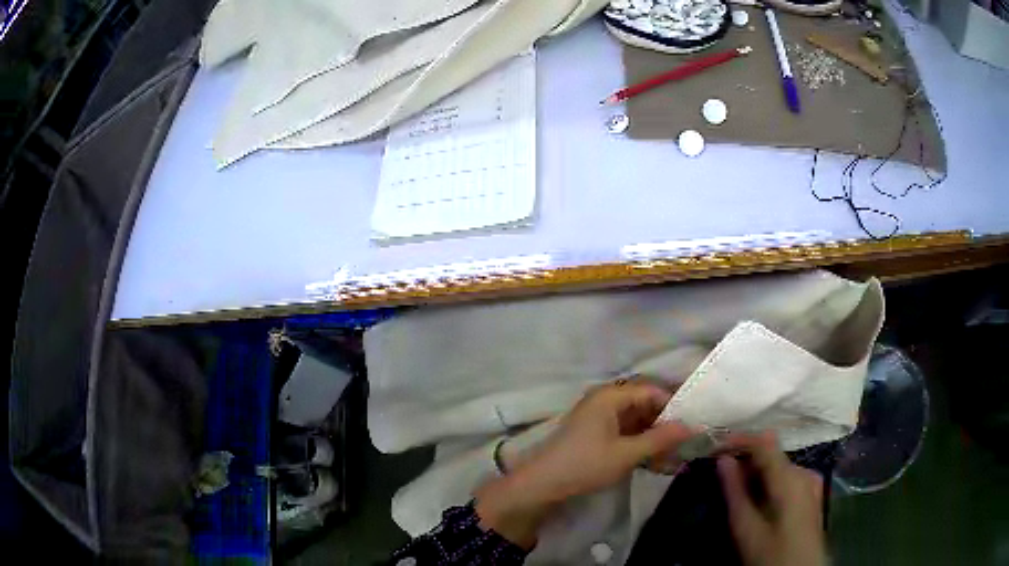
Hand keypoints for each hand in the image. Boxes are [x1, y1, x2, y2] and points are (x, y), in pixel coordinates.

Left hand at [476, 381, 695, 548]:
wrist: (542, 485)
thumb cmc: (585, 464)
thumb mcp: (626, 454)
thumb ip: (660, 439)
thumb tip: (692, 426)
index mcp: (610, 396)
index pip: (651, 390)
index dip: (673, 405)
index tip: (693, 423)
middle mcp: (605, 401)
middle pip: (644, 405)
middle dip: (665, 423)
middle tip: (686, 441)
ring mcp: (599, 418)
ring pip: (636, 421)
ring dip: (654, 436)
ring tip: (674, 454)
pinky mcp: (595, 434)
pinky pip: (625, 432)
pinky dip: (640, 444)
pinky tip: (654, 460)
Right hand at [716, 433, 827, 565]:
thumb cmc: (771, 553)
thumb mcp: (746, 528)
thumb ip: (735, 492)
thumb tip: (723, 460)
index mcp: (789, 477)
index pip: (763, 443)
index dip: (738, 440)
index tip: (714, 447)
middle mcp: (804, 471)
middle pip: (772, 454)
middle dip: (745, 459)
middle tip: (720, 472)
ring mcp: (811, 481)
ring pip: (779, 465)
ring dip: (757, 471)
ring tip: (735, 486)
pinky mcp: (813, 492)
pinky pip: (788, 476)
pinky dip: (770, 480)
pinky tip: (758, 496)